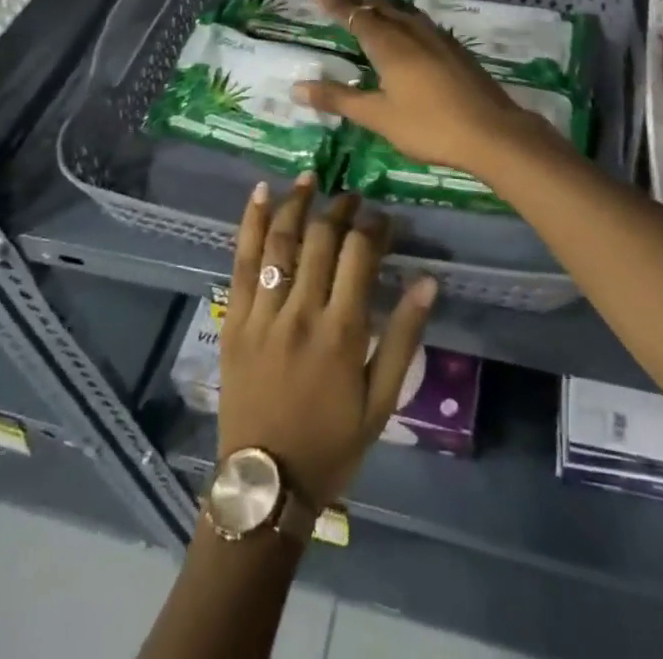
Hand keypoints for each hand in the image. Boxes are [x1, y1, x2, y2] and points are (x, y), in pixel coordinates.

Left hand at [218, 175, 436, 507]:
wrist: (265, 484)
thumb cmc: (332, 443)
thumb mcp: (382, 400)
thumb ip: (404, 337)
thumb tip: (428, 282)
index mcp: (341, 330)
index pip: (360, 254)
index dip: (375, 226)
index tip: (384, 217)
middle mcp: (301, 311)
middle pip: (321, 239)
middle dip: (341, 208)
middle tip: (353, 196)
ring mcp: (262, 313)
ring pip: (280, 242)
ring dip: (297, 203)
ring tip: (311, 178)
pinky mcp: (234, 319)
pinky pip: (240, 262)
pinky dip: (250, 224)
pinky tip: (260, 193)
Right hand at [293, 0, 563, 175]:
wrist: (492, 131)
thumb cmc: (429, 126)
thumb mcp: (378, 116)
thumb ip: (339, 99)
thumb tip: (297, 88)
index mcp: (390, 44)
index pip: (356, 15)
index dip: (335, 4)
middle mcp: (413, 32)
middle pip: (380, 6)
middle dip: (356, 0)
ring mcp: (438, 38)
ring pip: (402, 12)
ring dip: (380, 7)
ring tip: (367, 8)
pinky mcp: (455, 49)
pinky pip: (419, 22)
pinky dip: (401, 18)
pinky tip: (406, 32)